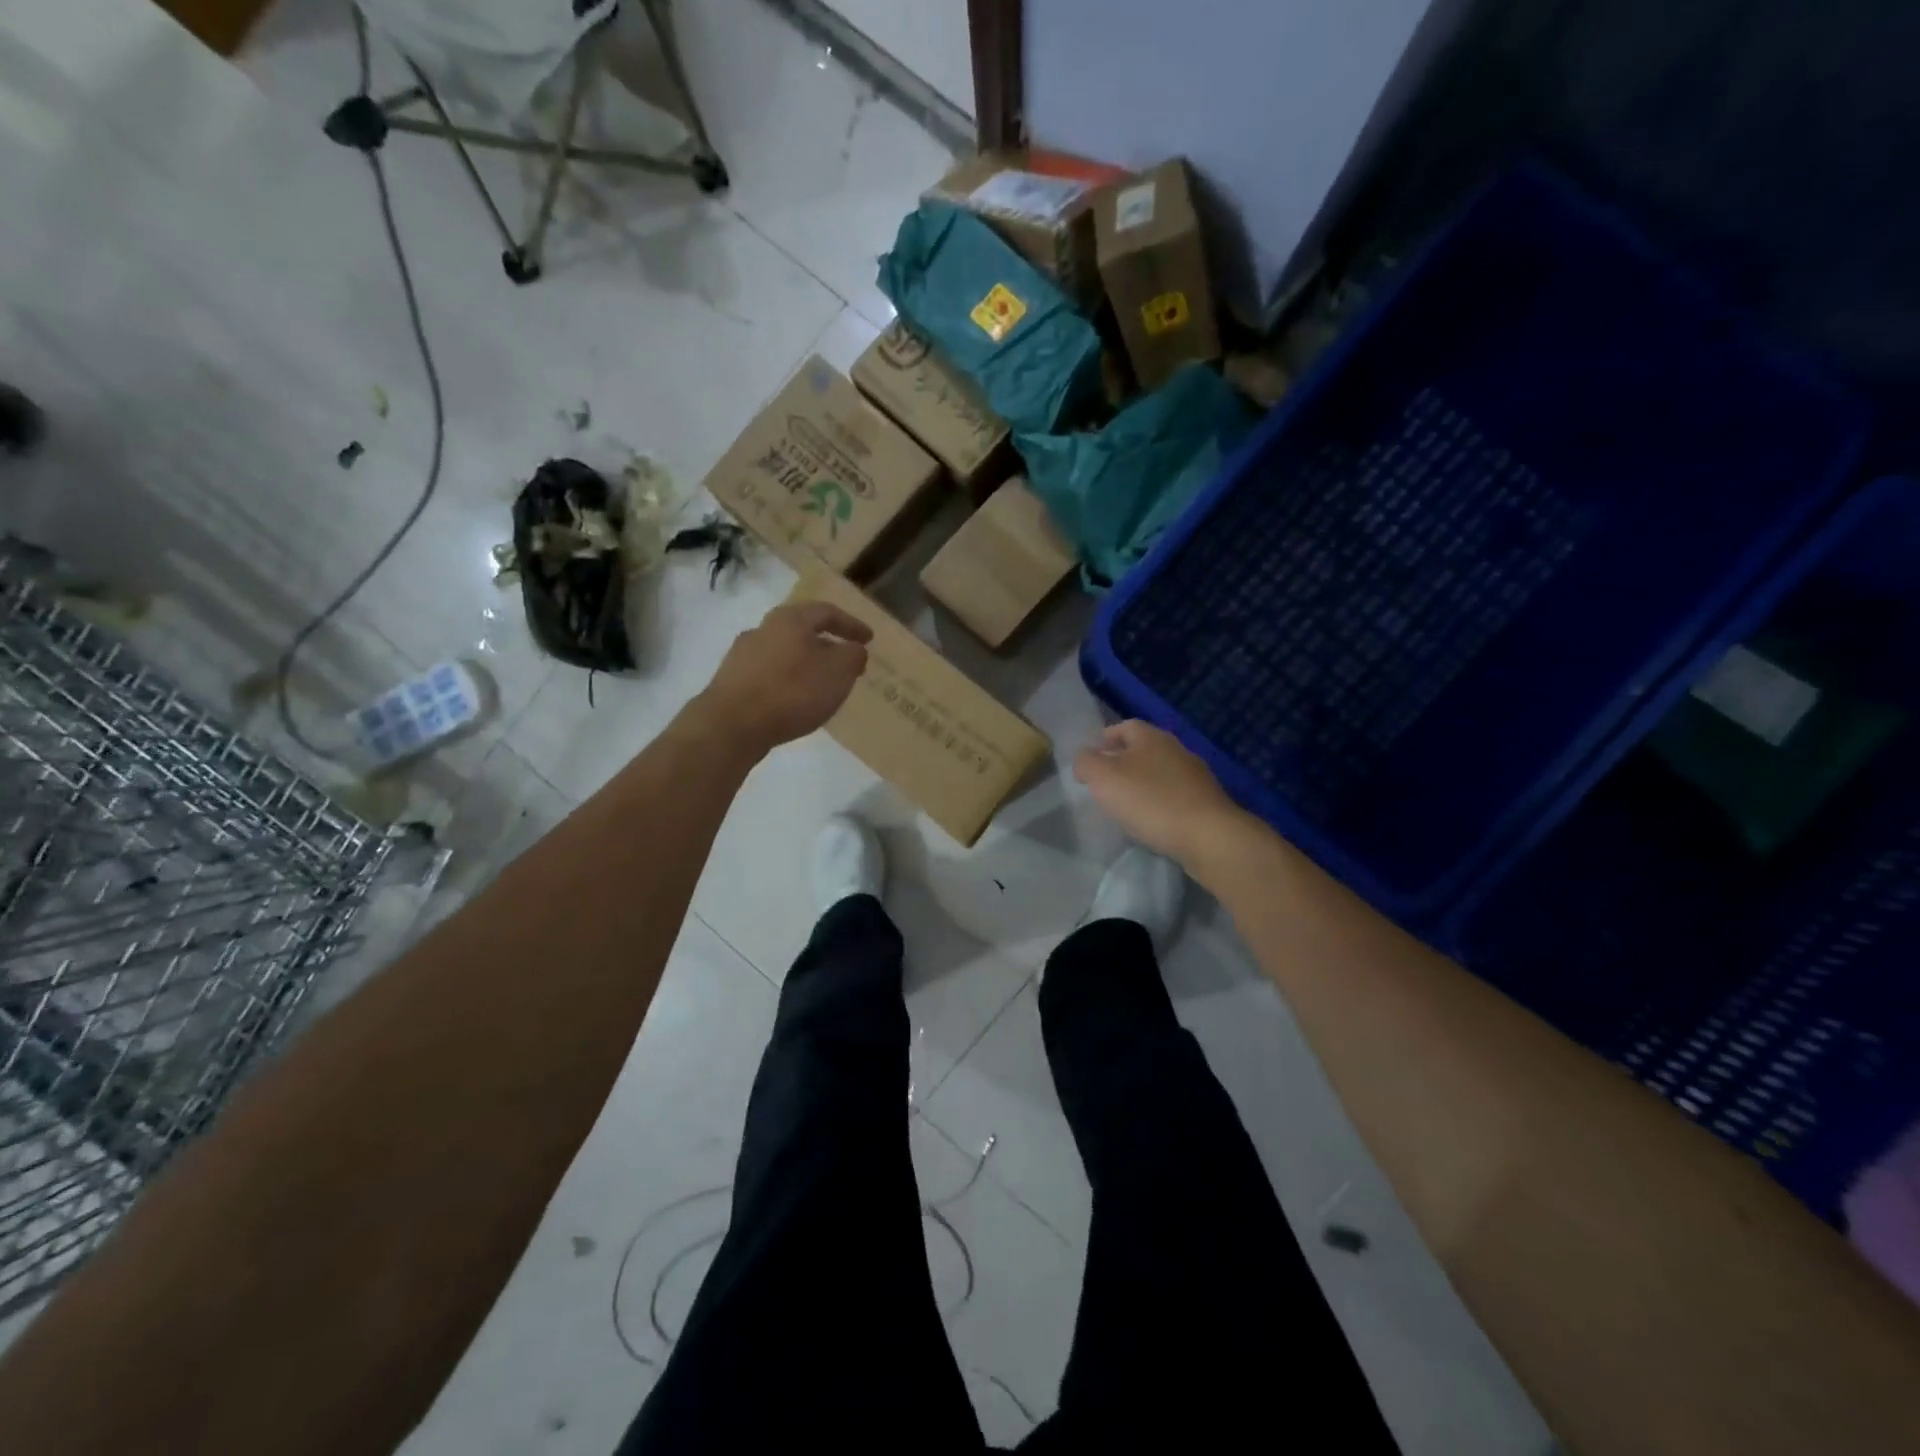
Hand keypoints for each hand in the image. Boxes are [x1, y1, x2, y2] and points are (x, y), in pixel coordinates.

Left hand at [698, 601, 872, 757]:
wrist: (732, 724)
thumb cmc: (793, 691)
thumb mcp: (839, 671)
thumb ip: (853, 656)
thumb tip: (853, 650)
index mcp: (790, 618)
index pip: (827, 612)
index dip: (851, 625)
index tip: (869, 639)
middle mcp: (763, 629)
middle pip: (801, 630)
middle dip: (826, 644)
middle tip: (844, 660)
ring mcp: (742, 655)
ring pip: (784, 653)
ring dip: (805, 664)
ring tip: (821, 684)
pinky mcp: (731, 681)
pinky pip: (769, 675)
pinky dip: (787, 682)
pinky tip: (795, 701)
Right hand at [1074, 720, 1246, 866]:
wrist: (1208, 835)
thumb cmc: (1150, 800)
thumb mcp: (1104, 778)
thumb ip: (1086, 763)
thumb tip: (1084, 758)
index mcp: (1152, 737)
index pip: (1125, 726)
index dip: (1106, 737)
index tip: (1092, 755)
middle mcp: (1176, 749)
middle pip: (1144, 748)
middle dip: (1124, 760)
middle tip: (1105, 780)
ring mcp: (1196, 776)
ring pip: (1161, 771)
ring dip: (1143, 782)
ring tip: (1126, 802)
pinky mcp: (1207, 802)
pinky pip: (1175, 794)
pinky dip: (1160, 801)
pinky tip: (1152, 819)